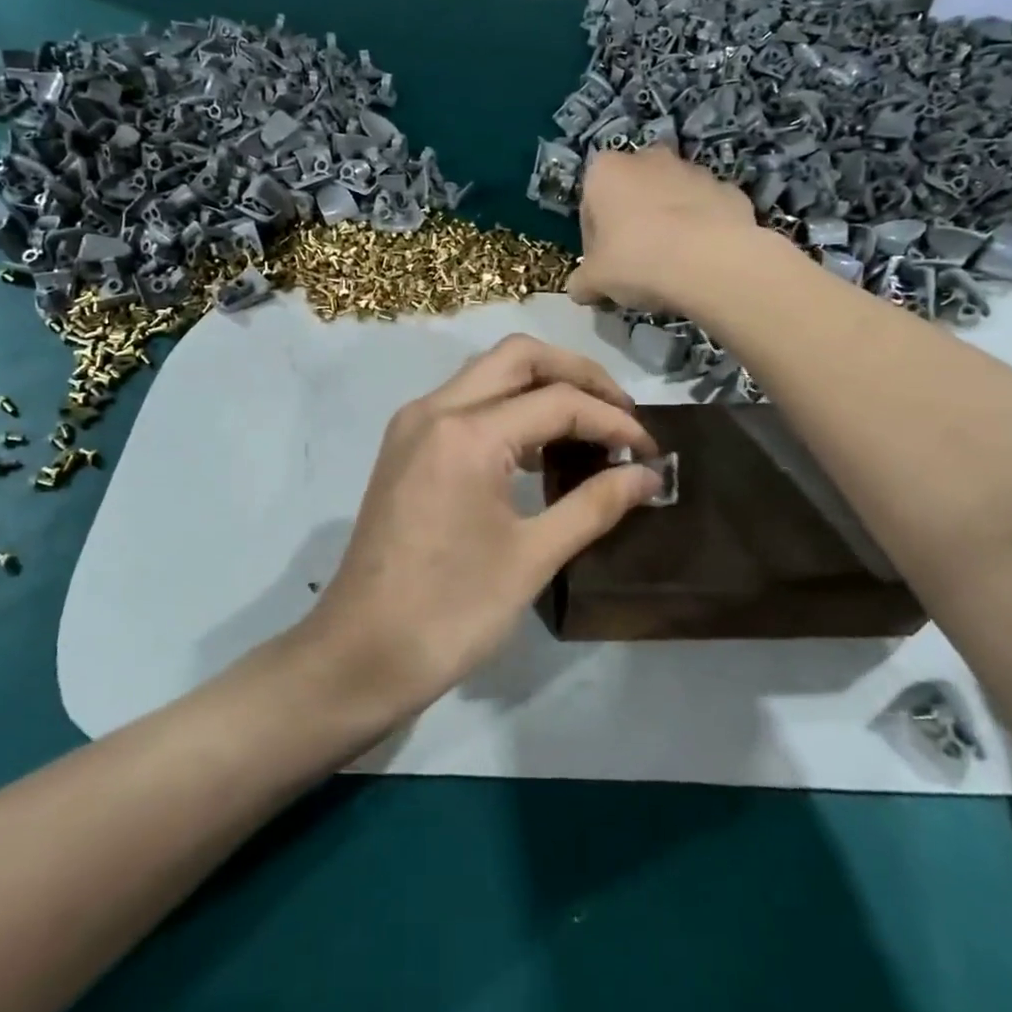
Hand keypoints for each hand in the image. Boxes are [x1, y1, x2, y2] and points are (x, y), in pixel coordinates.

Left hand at [304, 334, 660, 720]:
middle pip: (518, 357)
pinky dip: (509, 410)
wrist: (362, 654)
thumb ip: (595, 505)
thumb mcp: (532, 557)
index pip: (558, 401)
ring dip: (541, 387)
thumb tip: (648, 475)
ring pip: (488, 374)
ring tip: (589, 429)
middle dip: (578, 375)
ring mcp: (413, 426)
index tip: (649, 452)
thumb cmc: (451, 612)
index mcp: (466, 433)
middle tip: (620, 414)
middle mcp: (434, 410)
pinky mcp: (405, 448)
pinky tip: (540, 452)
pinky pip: (466, 404)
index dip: (613, 422)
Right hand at [566, 145, 758, 311]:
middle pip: (631, 196)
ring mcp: (693, 170)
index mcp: (605, 171)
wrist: (711, 262)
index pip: (589, 207)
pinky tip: (698, 261)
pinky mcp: (727, 189)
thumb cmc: (637, 261)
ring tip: (670, 266)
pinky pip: (704, 211)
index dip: (594, 241)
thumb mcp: (594, 282)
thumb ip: (581, 282)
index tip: (603, 268)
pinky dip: (700, 230)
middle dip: (630, 224)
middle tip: (634, 264)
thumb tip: (580, 289)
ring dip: (666, 224)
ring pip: (669, 200)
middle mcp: (648, 158)